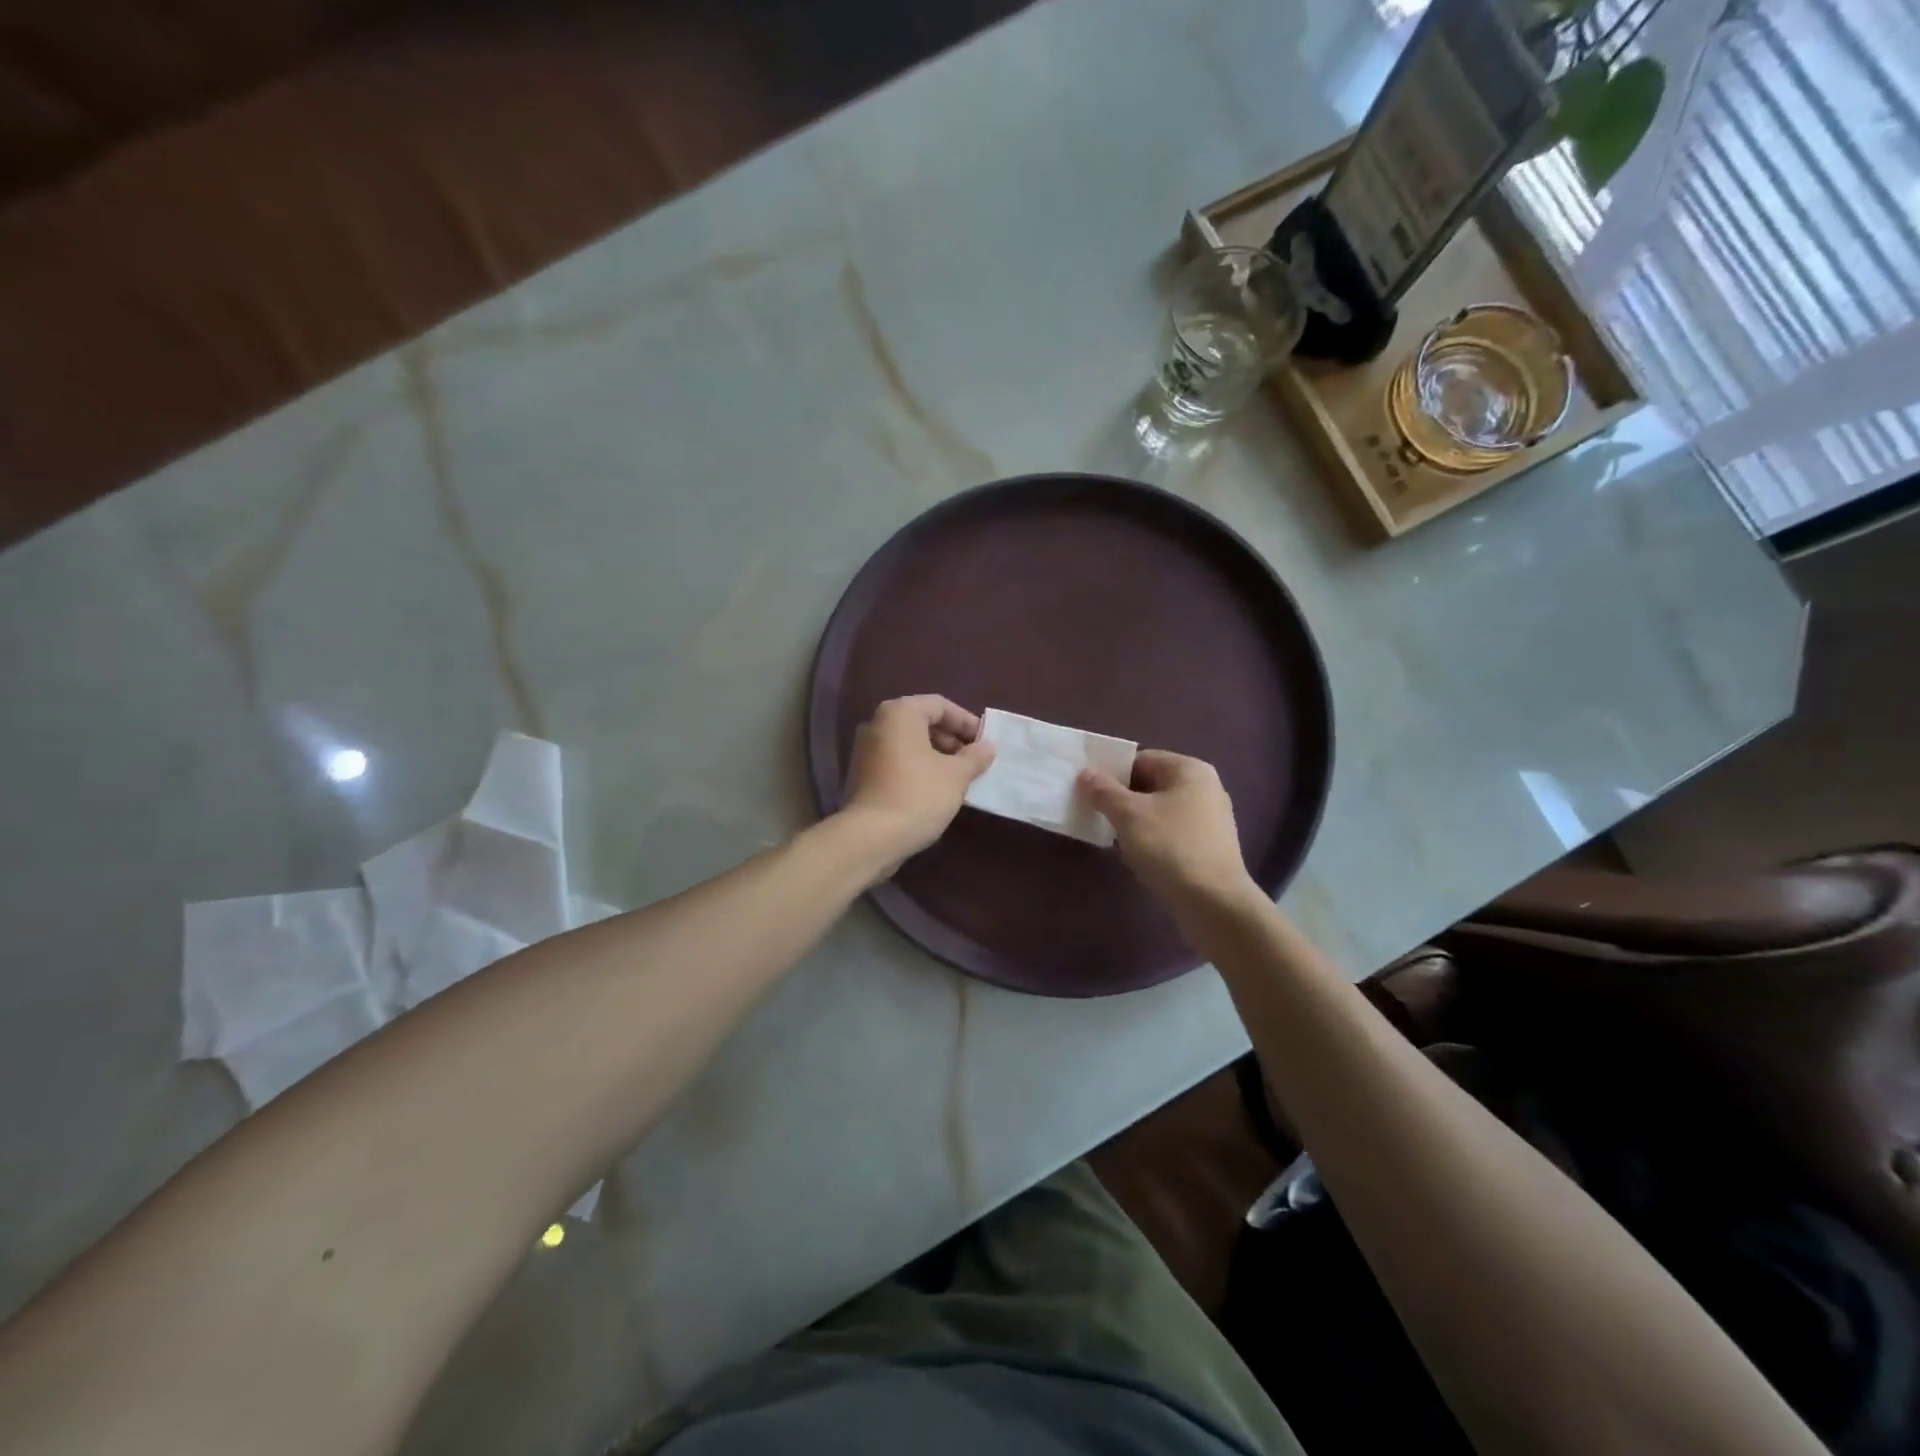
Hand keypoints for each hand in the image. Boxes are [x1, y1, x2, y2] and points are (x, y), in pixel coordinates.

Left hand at [842, 695, 995, 864]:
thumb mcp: (956, 775)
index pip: (940, 705)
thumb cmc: (918, 796)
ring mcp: (865, 749)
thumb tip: (988, 747)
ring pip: (909, 743)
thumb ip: (975, 756)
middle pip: (922, 722)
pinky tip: (935, 790)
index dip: (966, 722)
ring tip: (959, 777)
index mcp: (899, 713)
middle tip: (973, 760)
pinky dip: (918, 768)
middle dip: (951, 739)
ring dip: (936, 755)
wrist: (870, 838)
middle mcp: (877, 723)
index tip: (985, 742)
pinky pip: (896, 761)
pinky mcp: (861, 774)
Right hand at [1078, 750, 1259, 916]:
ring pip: (1159, 810)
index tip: (1088, 792)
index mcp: (1189, 770)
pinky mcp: (1209, 846)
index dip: (1111, 773)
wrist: (1214, 903)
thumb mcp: (1129, 815)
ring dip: (1134, 822)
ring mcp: (1210, 818)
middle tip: (1095, 814)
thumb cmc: (1171, 848)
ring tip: (1112, 837)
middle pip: (1150, 784)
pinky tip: (1136, 856)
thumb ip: (1103, 791)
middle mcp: (1204, 787)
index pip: (1140, 759)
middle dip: (1121, 799)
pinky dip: (1152, 839)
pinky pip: (1171, 832)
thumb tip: (1085, 774)